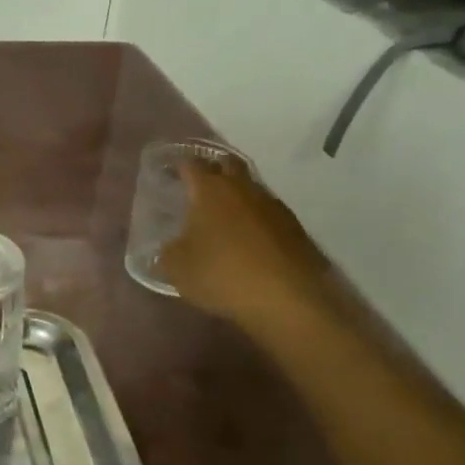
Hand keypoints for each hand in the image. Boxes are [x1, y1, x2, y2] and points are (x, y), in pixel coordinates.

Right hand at [158, 156, 338, 327]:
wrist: (287, 299)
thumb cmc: (222, 274)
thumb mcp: (178, 268)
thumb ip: (169, 251)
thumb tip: (172, 246)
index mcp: (210, 190)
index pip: (192, 164)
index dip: (179, 165)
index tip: (170, 171)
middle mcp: (243, 189)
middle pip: (228, 165)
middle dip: (213, 169)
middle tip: (198, 185)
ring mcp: (273, 207)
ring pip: (250, 189)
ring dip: (236, 197)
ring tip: (222, 217)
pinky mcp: (295, 228)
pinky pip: (267, 214)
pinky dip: (254, 220)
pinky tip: (247, 240)